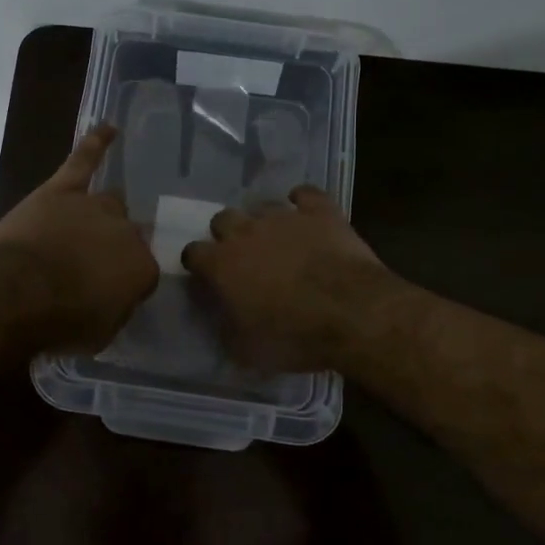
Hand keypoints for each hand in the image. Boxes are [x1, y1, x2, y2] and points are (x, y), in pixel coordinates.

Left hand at [0, 125, 158, 350]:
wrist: (20, 292)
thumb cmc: (62, 321)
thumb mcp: (100, 333)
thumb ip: (115, 308)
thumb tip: (115, 297)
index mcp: (141, 268)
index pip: (142, 271)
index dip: (124, 282)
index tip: (108, 293)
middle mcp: (126, 231)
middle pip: (128, 232)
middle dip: (114, 246)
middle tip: (94, 263)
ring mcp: (93, 206)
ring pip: (110, 201)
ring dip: (104, 213)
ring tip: (95, 221)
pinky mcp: (62, 190)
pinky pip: (83, 160)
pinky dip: (96, 143)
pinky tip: (109, 128)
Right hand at [181, 186, 395, 371]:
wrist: (352, 312)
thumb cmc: (293, 336)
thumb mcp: (247, 350)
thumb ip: (227, 329)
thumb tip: (224, 321)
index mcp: (221, 264)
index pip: (193, 253)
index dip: (198, 264)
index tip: (207, 277)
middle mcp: (245, 231)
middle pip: (222, 219)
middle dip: (227, 235)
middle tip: (243, 257)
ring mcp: (284, 217)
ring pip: (262, 206)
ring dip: (264, 222)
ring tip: (278, 240)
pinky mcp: (320, 211)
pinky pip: (306, 194)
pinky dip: (303, 202)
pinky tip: (307, 213)